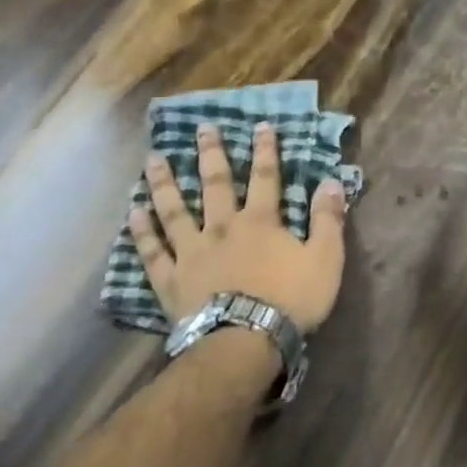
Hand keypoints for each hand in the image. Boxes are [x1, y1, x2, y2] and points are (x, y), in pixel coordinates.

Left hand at [131, 122, 347, 331]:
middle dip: (211, 155)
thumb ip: (328, 220)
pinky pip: (153, 252)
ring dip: (165, 184)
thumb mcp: (325, 259)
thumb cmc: (290, 300)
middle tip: (202, 128)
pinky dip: (142, 232)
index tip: (260, 126)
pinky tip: (133, 213)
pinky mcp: (171, 279)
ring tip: (154, 160)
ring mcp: (192, 252)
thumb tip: (333, 182)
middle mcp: (222, 228)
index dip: (265, 151)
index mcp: (261, 223)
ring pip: (175, 211)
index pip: (266, 178)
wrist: (245, 340)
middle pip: (215, 185)